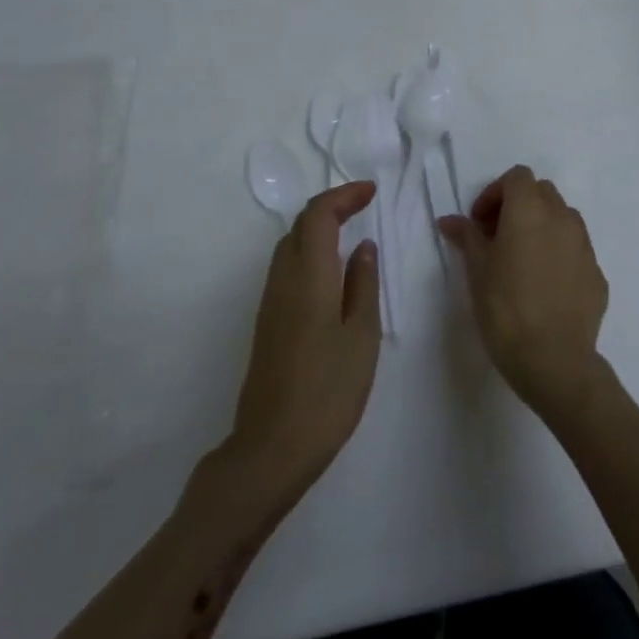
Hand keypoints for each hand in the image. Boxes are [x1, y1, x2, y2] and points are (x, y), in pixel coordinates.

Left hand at [230, 181, 382, 502]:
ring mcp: (270, 301)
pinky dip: (310, 253)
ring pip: (290, 246)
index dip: (343, 195)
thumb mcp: (361, 336)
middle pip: (300, 225)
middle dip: (330, 207)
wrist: (272, 447)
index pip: (318, 214)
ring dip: (318, 229)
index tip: (371, 192)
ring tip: (351, 233)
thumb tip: (362, 246)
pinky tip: (332, 273)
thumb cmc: (327, 391)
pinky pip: (287, 268)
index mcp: (308, 276)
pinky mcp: (267, 322)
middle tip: (364, 207)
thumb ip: (363, 284)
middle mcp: (282, 280)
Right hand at [438, 166, 608, 421]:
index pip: (517, 177)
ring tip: (522, 259)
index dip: (495, 193)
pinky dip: (559, 254)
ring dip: (541, 226)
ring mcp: (585, 246)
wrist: (554, 360)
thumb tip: (451, 220)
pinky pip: (575, 250)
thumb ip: (467, 237)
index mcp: (530, 210)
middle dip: (519, 205)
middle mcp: (562, 218)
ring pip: (563, 218)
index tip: (480, 223)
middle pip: (542, 192)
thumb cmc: (505, 309)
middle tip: (497, 237)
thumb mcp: (477, 271)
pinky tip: (544, 286)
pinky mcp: (598, 274)